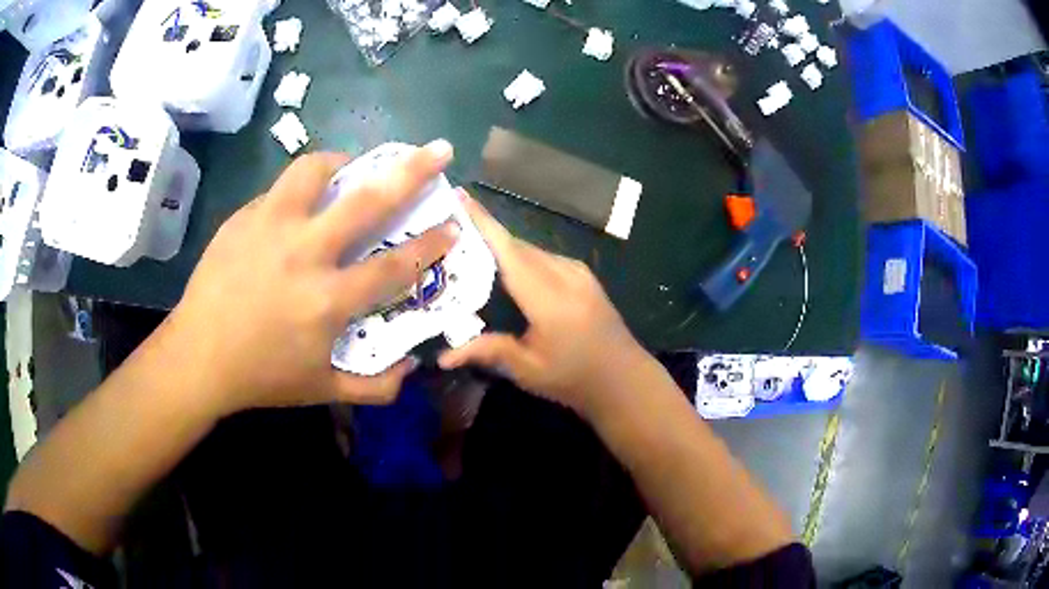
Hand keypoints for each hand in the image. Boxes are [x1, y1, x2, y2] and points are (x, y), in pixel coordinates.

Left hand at [165, 141, 460, 414]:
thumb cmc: (261, 376)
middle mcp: (304, 253)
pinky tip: (298, 206)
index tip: (453, 225)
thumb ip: (374, 387)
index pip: (395, 266)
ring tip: (349, 166)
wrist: (197, 356)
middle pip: (368, 201)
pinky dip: (299, 189)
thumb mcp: (322, 391)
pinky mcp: (244, 217)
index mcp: (327, 300)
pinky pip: (280, 189)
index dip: (431, 245)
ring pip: (314, 170)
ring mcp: (270, 227)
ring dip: (342, 162)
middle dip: (412, 171)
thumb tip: (412, 369)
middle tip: (438, 151)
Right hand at [438, 195, 650, 416]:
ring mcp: (578, 272)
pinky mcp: (584, 275)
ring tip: (470, 246)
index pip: (509, 252)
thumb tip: (443, 356)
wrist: (625, 379)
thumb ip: (489, 352)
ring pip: (531, 250)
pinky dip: (521, 257)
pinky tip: (505, 269)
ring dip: (502, 247)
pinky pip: (545, 257)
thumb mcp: (529, 371)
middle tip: (449, 230)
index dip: (483, 223)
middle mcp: (565, 275)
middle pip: (517, 246)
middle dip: (484, 233)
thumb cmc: (575, 379)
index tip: (460, 196)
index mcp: (549, 298)